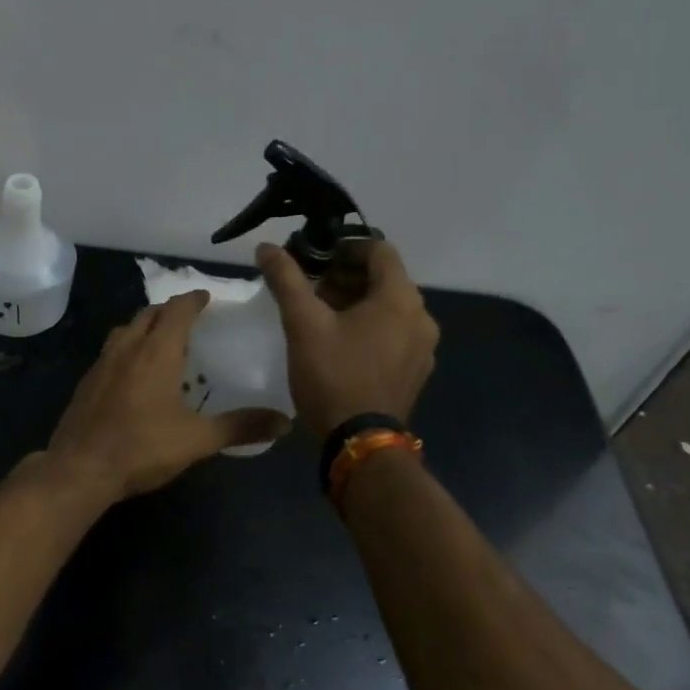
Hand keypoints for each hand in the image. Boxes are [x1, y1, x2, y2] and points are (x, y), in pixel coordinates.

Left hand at [46, 291, 290, 500]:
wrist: (79, 469)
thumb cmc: (142, 447)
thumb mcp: (197, 439)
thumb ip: (240, 427)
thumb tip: (284, 422)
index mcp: (156, 351)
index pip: (177, 310)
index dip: (193, 300)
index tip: (206, 297)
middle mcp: (128, 347)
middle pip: (149, 314)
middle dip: (169, 310)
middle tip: (189, 318)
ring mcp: (102, 363)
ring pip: (126, 330)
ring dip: (145, 326)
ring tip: (161, 340)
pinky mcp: (87, 382)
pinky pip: (111, 351)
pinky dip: (127, 348)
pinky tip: (133, 373)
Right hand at [256, 239, 438, 437]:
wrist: (360, 443)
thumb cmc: (333, 374)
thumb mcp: (303, 323)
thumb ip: (286, 279)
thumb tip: (266, 247)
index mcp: (400, 298)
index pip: (379, 249)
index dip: (346, 246)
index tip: (316, 258)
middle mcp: (421, 317)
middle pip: (385, 278)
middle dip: (346, 276)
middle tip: (312, 288)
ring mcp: (423, 347)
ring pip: (389, 307)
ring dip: (356, 301)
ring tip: (320, 315)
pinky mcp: (416, 370)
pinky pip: (395, 332)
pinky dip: (370, 326)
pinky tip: (340, 343)